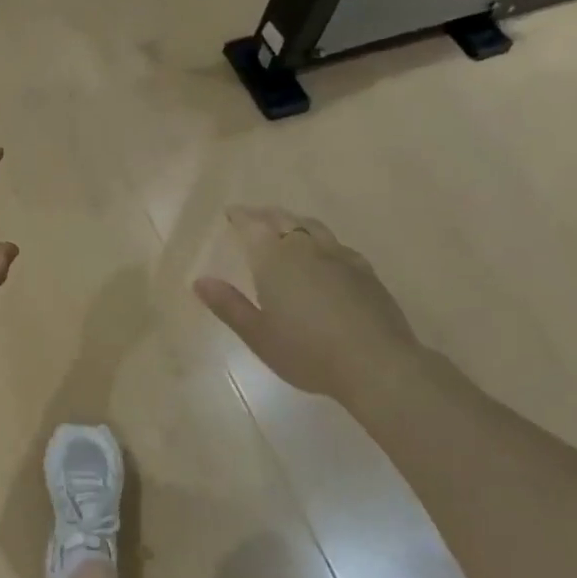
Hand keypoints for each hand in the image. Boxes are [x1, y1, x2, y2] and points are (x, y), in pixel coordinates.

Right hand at [196, 206, 424, 403]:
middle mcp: (306, 248)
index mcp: (274, 259)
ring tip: (286, 227)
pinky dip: (322, 241)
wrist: (376, 364)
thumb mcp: (258, 335)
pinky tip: (325, 255)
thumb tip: (200, 281)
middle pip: (283, 220)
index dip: (241, 216)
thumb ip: (229, 305)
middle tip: (253, 217)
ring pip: (313, 227)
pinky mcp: (365, 271)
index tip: (231, 212)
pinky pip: (337, 245)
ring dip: (294, 223)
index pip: (253, 226)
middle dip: (265, 215)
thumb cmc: (307, 352)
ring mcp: (339, 257)